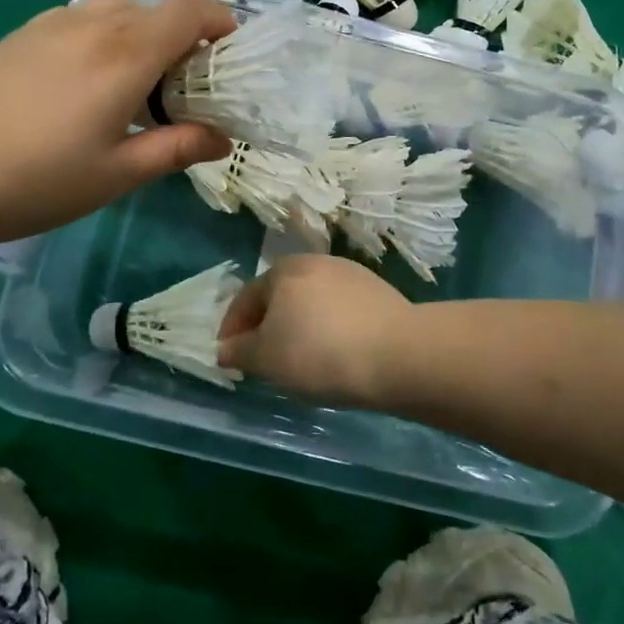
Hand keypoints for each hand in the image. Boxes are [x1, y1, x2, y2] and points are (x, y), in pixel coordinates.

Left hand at [0, 0, 234, 246]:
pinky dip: (110, 34)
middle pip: (158, 8)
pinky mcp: (26, 33)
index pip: (189, 13)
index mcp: (126, 56)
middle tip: (189, 86)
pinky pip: (86, 17)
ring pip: (121, 9)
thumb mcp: (116, 174)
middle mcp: (95, 24)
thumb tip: (221, 138)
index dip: (219, 23)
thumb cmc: (35, 181)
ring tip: (142, 83)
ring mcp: (55, 23)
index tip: (230, 55)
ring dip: (146, 33)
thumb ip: (176, 148)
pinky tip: (93, 79)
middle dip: (186, 36)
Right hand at [218, 254, 413, 407]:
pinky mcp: (377, 292)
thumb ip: (239, 351)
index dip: (232, 330)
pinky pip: (339, 312)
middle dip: (267, 327)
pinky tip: (336, 355)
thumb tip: (224, 348)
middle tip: (264, 360)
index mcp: (282, 270)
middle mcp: (314, 262)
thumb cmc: (320, 353)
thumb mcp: (267, 359)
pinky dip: (328, 330)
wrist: (398, 353)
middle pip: (279, 297)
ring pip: (311, 303)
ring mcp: (350, 274)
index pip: (245, 298)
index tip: (229, 358)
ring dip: (299, 328)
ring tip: (301, 361)